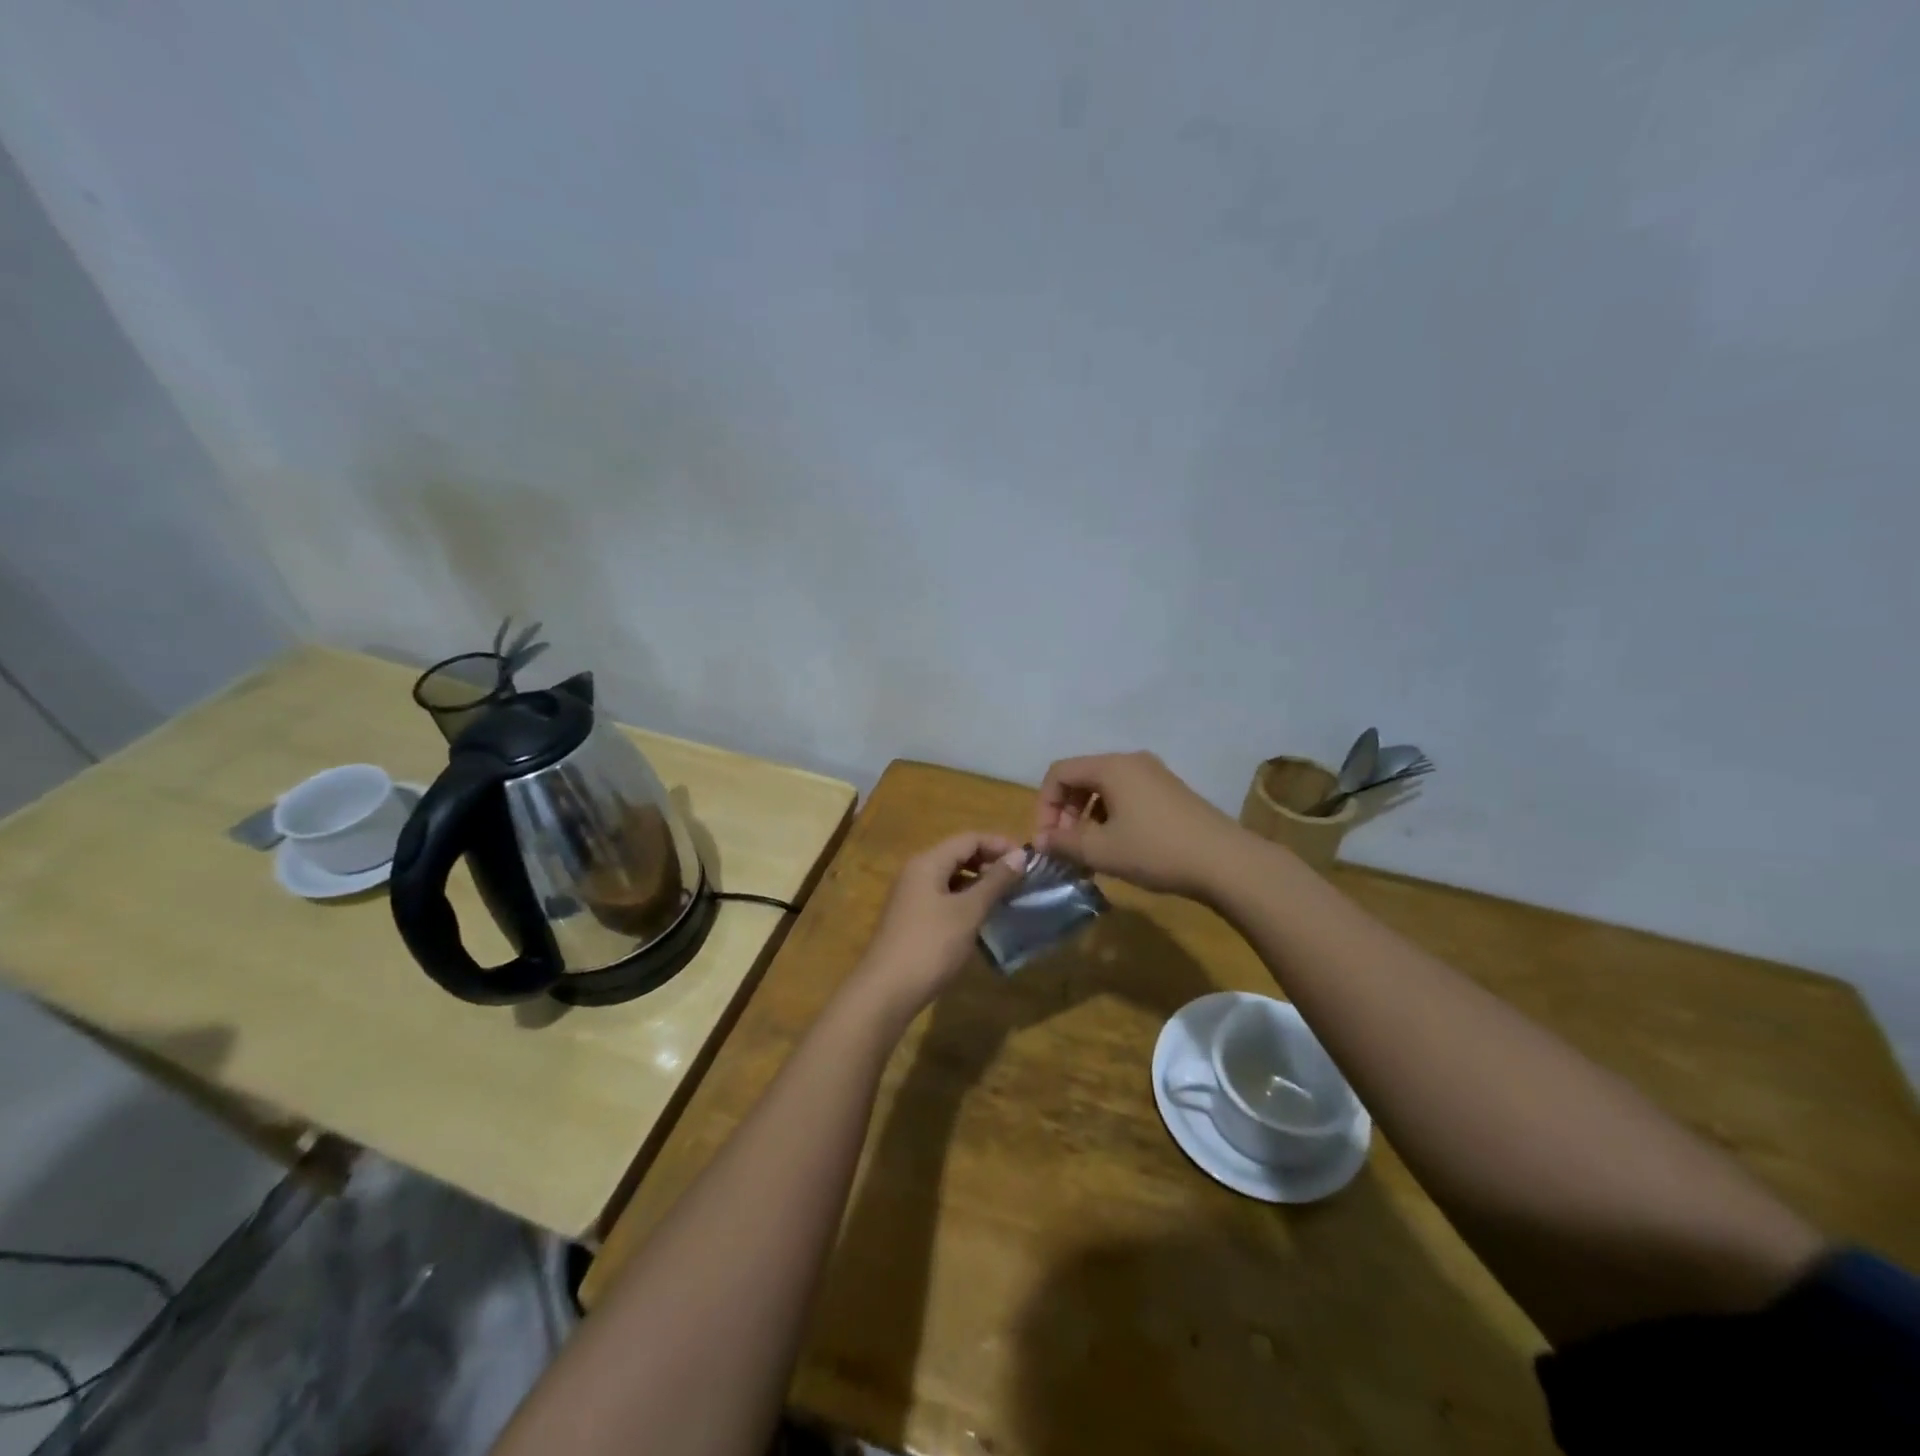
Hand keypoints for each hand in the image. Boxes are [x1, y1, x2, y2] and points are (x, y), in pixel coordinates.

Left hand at [852, 831, 1026, 1023]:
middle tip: (1020, 879)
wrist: (886, 991)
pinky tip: (981, 917)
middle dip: (990, 862)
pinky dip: (965, 900)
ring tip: (1006, 897)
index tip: (1028, 860)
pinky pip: (943, 897)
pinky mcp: (911, 918)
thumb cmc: (930, 945)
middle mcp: (916, 872)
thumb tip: (1019, 856)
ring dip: (978, 882)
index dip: (999, 844)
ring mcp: (911, 896)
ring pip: (950, 877)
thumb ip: (994, 882)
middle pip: (958, 855)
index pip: (969, 839)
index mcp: (927, 862)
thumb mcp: (968, 912)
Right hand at [1034, 752, 1243, 899]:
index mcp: (1111, 767)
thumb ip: (1064, 843)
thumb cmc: (1156, 851)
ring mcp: (1154, 774)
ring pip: (1105, 788)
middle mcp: (1131, 761)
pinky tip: (1119, 846)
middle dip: (1065, 811)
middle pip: (1082, 777)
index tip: (1047, 839)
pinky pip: (1127, 795)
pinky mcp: (1170, 792)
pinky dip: (1111, 815)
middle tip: (1065, 846)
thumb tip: (1040, 840)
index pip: (1059, 772)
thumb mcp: (1102, 851)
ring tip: (1090, 850)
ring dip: (1087, 816)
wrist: (1226, 862)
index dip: (1044, 805)